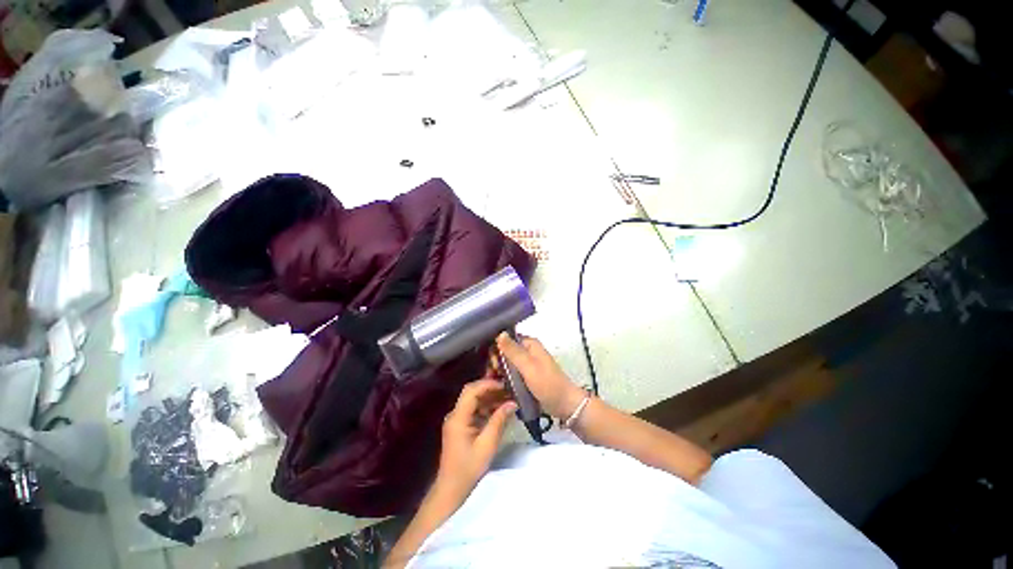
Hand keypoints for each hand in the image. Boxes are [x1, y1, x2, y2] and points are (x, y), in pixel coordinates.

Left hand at [436, 378, 516, 498]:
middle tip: (508, 389)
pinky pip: (474, 410)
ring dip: (490, 398)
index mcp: (458, 417)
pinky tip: (500, 409)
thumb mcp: (487, 444)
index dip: (488, 384)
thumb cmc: (469, 468)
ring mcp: (457, 419)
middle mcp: (455, 414)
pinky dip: (486, 407)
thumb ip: (499, 420)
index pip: (471, 391)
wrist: (452, 489)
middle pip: (472, 393)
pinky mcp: (461, 426)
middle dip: (490, 389)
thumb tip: (513, 403)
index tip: (504, 384)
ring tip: (508, 398)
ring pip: (474, 400)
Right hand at [496, 333, 585, 418]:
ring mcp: (527, 364)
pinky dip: (505, 379)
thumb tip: (500, 333)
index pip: (506, 340)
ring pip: (507, 364)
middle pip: (505, 352)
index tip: (492, 364)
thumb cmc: (547, 383)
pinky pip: (511, 374)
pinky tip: (499, 387)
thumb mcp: (528, 366)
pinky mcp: (526, 376)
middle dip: (496, 363)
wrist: (563, 404)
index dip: (497, 349)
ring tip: (493, 384)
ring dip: (499, 372)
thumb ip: (513, 351)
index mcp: (529, 344)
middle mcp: (527, 351)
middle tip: (492, 377)